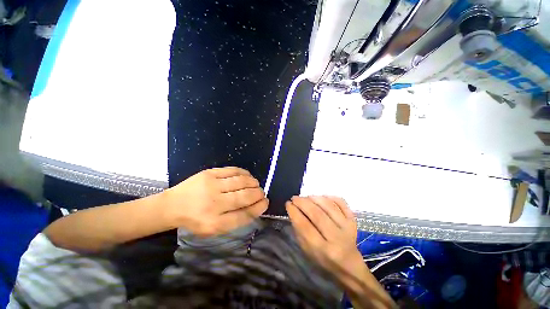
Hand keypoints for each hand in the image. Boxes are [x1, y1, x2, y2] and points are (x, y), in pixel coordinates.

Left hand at [164, 167, 267, 236]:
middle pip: (245, 197)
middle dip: (258, 194)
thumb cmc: (196, 219)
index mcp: (215, 223)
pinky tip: (248, 176)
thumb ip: (235, 219)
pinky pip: (233, 171)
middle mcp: (214, 204)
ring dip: (253, 183)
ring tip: (256, 184)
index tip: (265, 203)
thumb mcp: (214, 228)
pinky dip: (244, 173)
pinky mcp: (209, 173)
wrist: (173, 205)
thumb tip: (255, 207)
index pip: (244, 215)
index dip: (258, 208)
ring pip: (241, 182)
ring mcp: (212, 186)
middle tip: (261, 193)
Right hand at [287, 196, 394, 308]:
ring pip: (328, 206)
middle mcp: (336, 238)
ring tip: (306, 197)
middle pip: (317, 214)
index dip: (294, 212)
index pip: (305, 226)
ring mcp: (347, 227)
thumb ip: (299, 231)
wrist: (349, 265)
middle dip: (302, 202)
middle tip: (294, 198)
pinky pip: (341, 203)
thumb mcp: (307, 251)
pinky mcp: (353, 220)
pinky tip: (321, 197)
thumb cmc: (324, 259)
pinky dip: (330, 197)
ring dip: (314, 198)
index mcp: (323, 249)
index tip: (288, 204)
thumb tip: (293, 210)